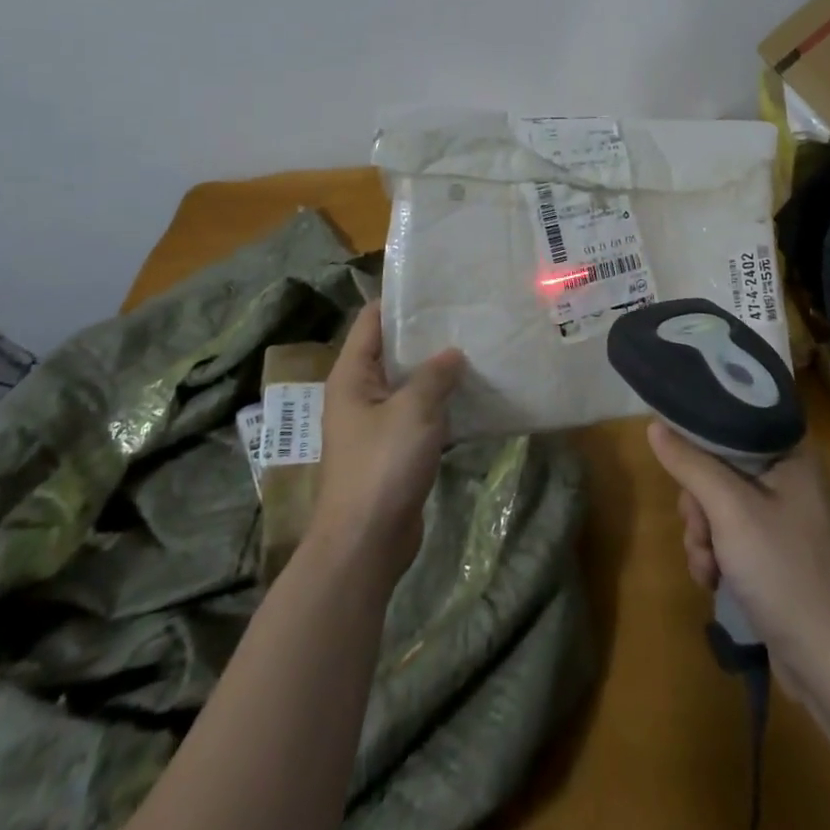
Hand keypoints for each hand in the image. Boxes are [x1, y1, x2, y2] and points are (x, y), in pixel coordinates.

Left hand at [307, 302, 463, 584]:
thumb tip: (452, 353)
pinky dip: (442, 403)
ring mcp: (377, 423)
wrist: (366, 544)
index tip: (438, 286)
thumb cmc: (382, 466)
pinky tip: (474, 394)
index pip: (372, 320)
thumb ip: (434, 375)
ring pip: (409, 383)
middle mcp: (360, 393)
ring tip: (477, 348)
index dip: (401, 300)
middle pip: (393, 350)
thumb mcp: (413, 410)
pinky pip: (420, 414)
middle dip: (427, 334)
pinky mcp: (395, 450)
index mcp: (352, 375)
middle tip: (467, 315)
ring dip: (438, 371)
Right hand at [647, 423, 829, 672]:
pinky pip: (734, 538)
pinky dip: (719, 557)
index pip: (735, 424)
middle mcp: (793, 479)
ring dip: (704, 537)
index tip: (680, 467)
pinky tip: (715, 582)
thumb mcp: (730, 510)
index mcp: (794, 454)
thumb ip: (690, 464)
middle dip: (700, 505)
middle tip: (700, 531)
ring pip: (722, 507)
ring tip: (708, 568)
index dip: (701, 442)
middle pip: (722, 469)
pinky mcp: (780, 556)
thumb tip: (654, 425)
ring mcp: (788, 521)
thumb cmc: (786, 571)